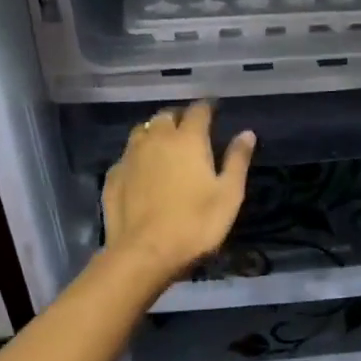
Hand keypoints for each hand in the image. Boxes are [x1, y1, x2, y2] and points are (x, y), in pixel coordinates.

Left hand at [103, 101, 254, 286]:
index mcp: (187, 139)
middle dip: (179, 118)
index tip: (214, 110)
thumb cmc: (195, 224)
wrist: (145, 253)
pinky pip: (127, 156)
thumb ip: (237, 160)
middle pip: (166, 116)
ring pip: (142, 132)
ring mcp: (130, 156)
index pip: (198, 110)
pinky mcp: (113, 176)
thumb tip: (247, 133)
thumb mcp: (229, 195)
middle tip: (189, 130)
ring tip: (163, 146)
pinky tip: (141, 171)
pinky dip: (137, 157)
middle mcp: (156, 139)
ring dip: (154, 133)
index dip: (207, 108)